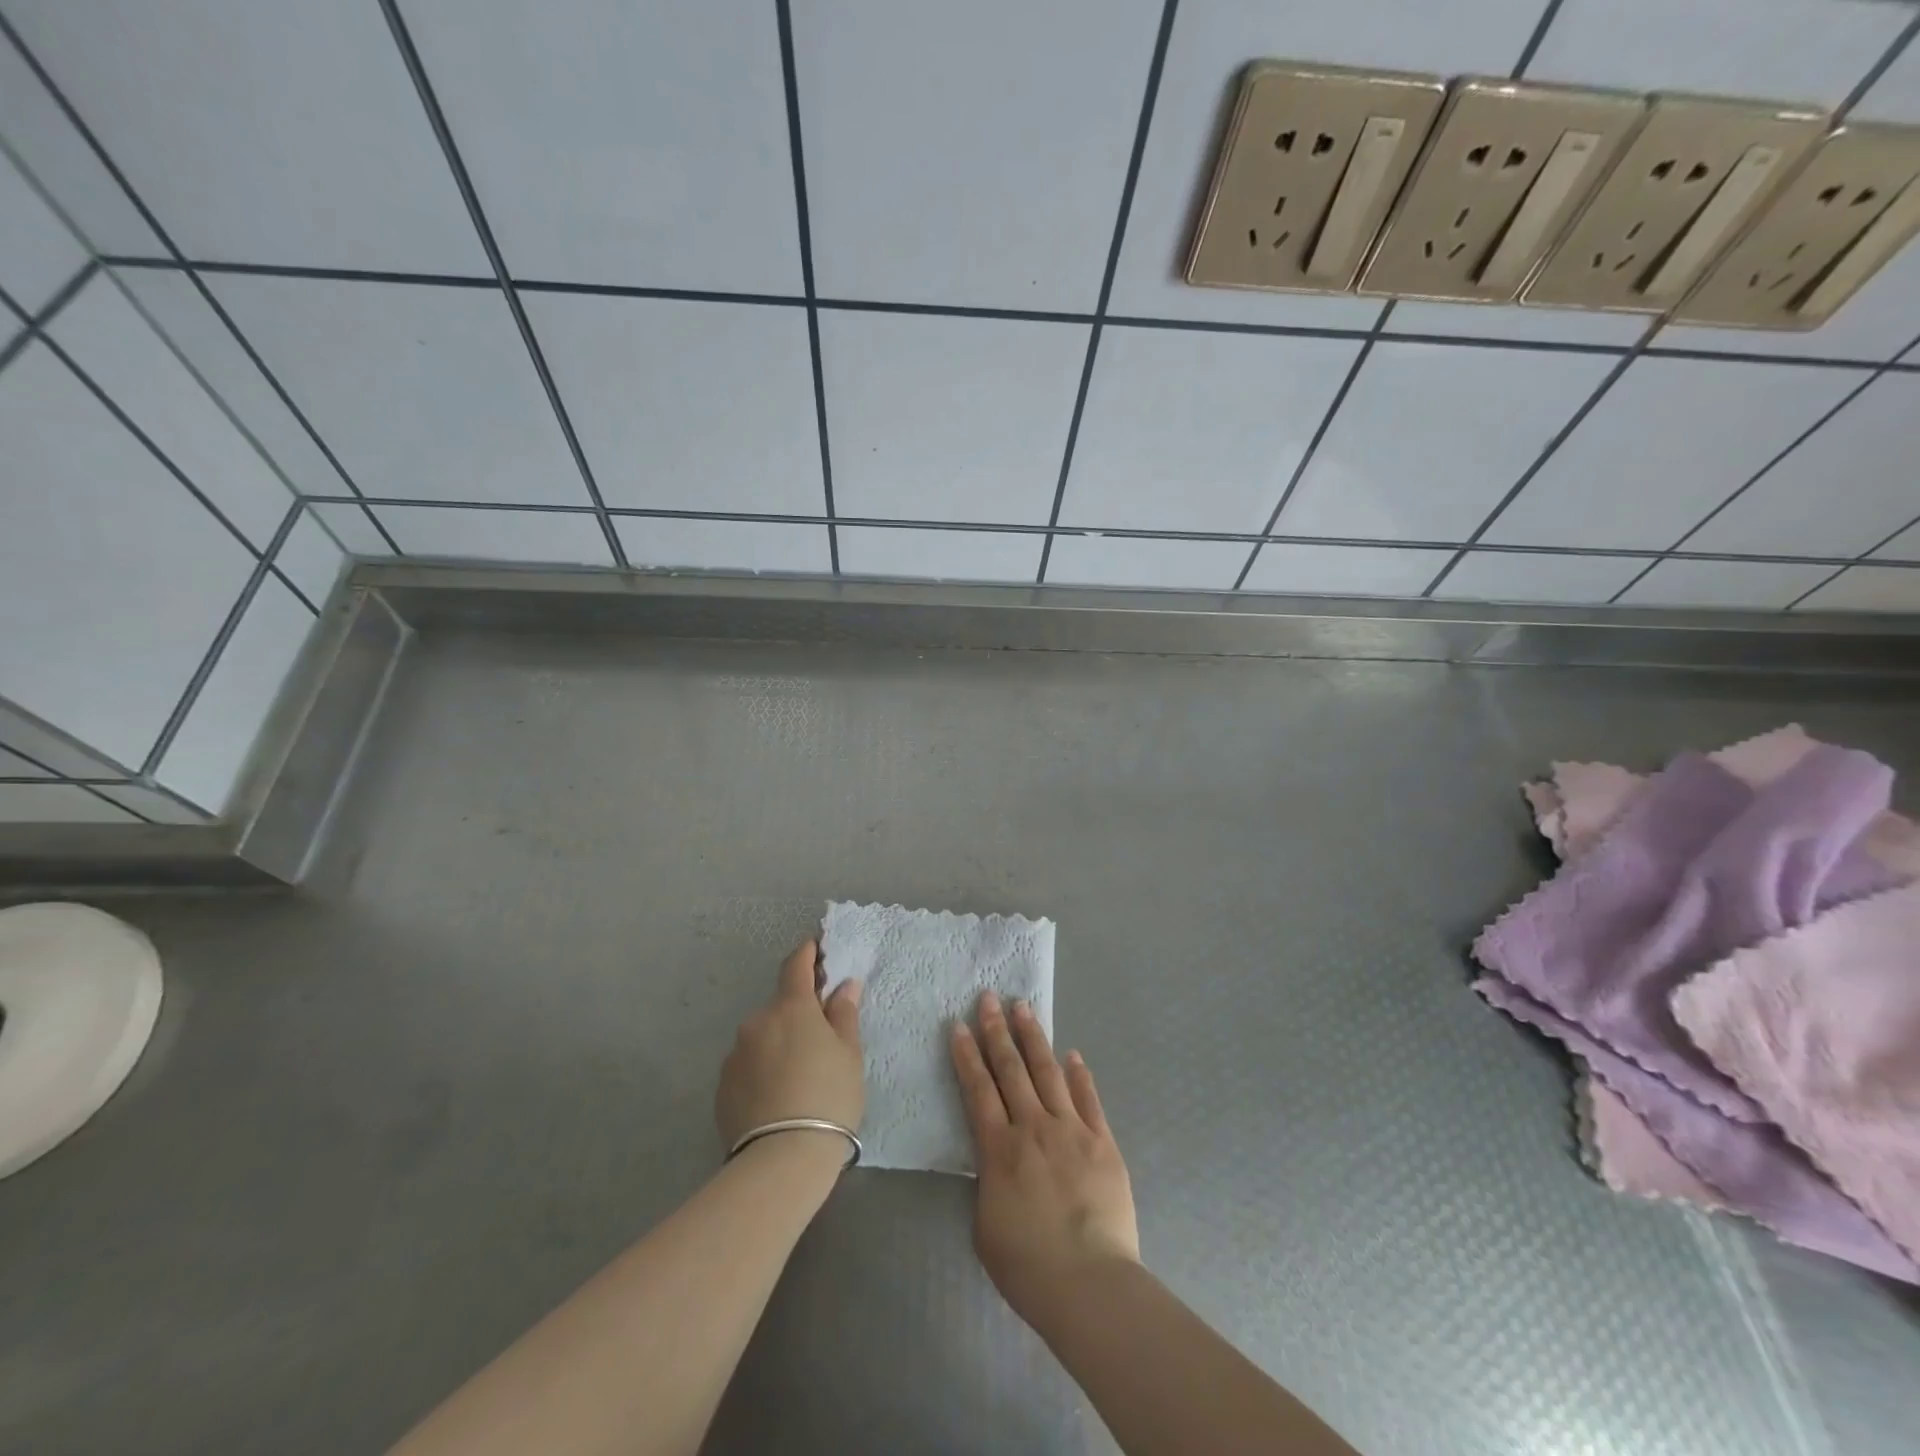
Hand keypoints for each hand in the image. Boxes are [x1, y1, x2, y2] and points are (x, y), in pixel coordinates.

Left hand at [715, 940, 863, 1151]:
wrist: (782, 1160)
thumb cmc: (829, 1097)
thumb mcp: (849, 1055)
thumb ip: (844, 1014)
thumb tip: (844, 985)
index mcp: (791, 1008)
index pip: (796, 966)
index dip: (806, 954)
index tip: (814, 948)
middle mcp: (757, 1022)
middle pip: (780, 1008)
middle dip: (797, 1016)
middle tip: (819, 1042)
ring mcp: (735, 1055)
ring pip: (762, 1038)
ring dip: (778, 1045)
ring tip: (798, 1079)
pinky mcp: (722, 1087)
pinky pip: (748, 1066)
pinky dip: (762, 1071)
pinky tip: (777, 1098)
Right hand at [950, 991, 1139, 1323]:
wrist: (1089, 1284)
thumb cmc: (1028, 1266)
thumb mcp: (985, 1225)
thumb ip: (987, 1182)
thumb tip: (994, 1158)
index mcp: (998, 1149)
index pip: (978, 1090)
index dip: (967, 1055)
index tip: (960, 1025)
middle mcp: (1032, 1127)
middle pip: (1011, 1069)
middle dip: (997, 1031)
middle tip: (989, 998)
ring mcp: (1071, 1130)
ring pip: (1048, 1072)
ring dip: (1034, 1037)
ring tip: (1024, 1008)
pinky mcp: (1102, 1141)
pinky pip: (1088, 1098)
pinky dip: (1079, 1073)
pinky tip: (1072, 1053)